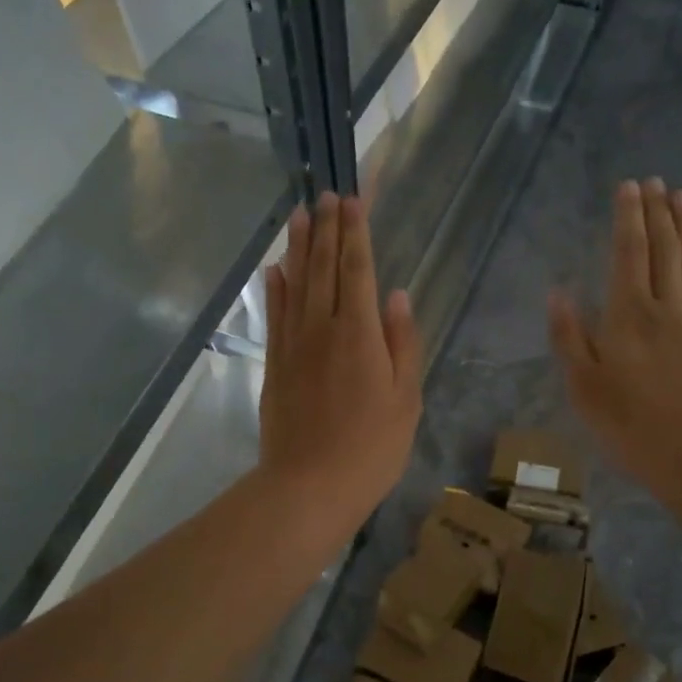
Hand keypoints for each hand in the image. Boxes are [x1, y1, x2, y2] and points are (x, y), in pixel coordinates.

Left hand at [260, 193, 420, 536]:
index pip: (357, 270)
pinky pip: (275, 316)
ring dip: (299, 247)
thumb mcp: (406, 400)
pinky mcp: (275, 365)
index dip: (356, 233)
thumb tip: (398, 296)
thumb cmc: (371, 449)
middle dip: (327, 229)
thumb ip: (403, 344)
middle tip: (327, 194)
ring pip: (296, 284)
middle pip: (323, 268)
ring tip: (300, 214)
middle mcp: (323, 328)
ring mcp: (293, 345)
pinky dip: (275, 289)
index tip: (353, 200)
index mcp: (360, 334)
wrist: (309, 486)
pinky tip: (275, 270)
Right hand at [548, 179, 681, 513]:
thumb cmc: (630, 424)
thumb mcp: (583, 386)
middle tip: (656, 182)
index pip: (627, 255)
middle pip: (662, 253)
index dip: (627, 219)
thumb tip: (558, 294)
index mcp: (627, 316)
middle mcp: (665, 310)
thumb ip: (569, 338)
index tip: (629, 186)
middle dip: (657, 215)